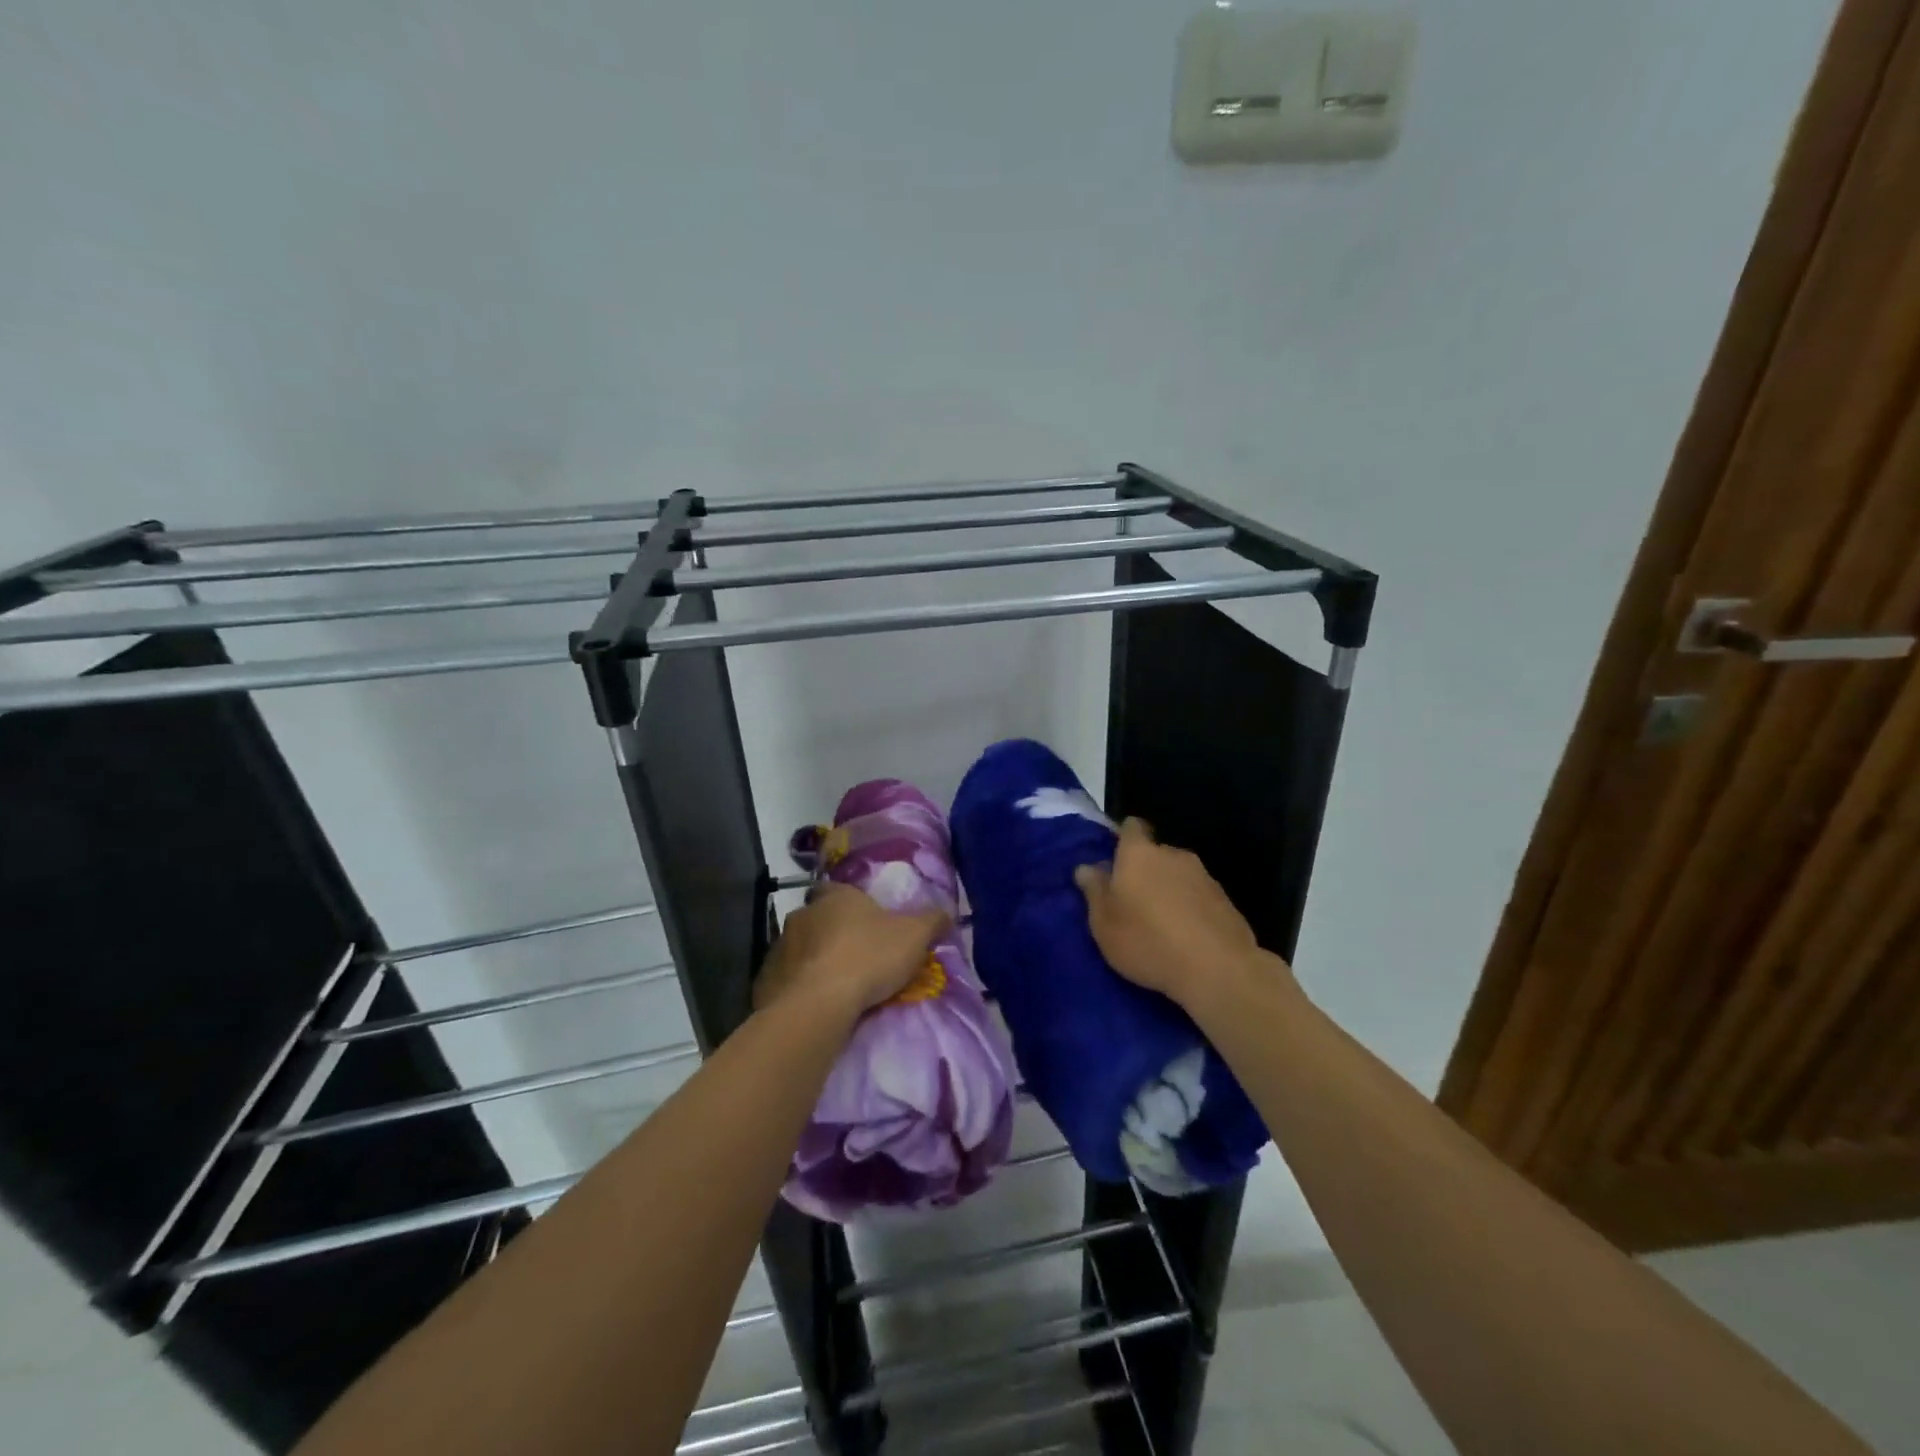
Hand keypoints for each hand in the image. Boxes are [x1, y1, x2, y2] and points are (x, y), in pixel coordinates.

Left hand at [754, 883, 949, 1020]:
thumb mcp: (914, 936)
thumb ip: (932, 921)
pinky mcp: (766, 981)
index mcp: (835, 897)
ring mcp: (780, 947)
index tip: (863, 919)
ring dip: (813, 961)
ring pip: (799, 949)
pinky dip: (798, 988)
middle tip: (853, 956)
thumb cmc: (868, 957)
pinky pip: (785, 980)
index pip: (837, 888)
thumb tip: (947, 911)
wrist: (818, 1004)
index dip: (850, 902)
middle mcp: (802, 914)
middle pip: (817, 918)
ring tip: (835, 986)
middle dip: (831, 933)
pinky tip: (814, 1005)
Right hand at [1074, 818, 1285, 1009]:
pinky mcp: (1226, 900)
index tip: (1114, 862)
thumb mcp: (1104, 923)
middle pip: (1154, 853)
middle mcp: (1173, 854)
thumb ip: (1094, 891)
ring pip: (1177, 875)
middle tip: (1132, 903)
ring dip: (1168, 891)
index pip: (1131, 826)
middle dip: (1144, 871)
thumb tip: (1086, 867)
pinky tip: (1185, 937)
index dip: (1122, 839)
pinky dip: (1189, 908)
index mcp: (1139, 853)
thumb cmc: (1148, 941)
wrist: (1218, 969)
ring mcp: (1204, 876)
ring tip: (1160, 924)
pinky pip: (1198, 896)